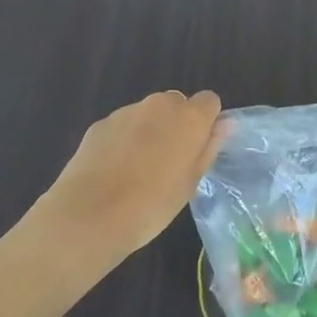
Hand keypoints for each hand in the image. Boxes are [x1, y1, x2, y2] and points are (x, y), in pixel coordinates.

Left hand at [38, 90, 223, 259]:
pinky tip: (115, 170)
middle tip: (170, 161)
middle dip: (177, 124)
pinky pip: (123, 125)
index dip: (206, 122)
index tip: (198, 148)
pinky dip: (124, 139)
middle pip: (176, 103)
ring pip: (148, 114)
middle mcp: (159, 105)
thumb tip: (226, 124)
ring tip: (139, 169)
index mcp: (189, 118)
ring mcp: (126, 112)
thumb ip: (209, 147)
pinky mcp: (100, 124)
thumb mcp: (190, 182)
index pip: (209, 101)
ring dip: (150, 131)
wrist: (91, 215)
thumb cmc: (152, 204)